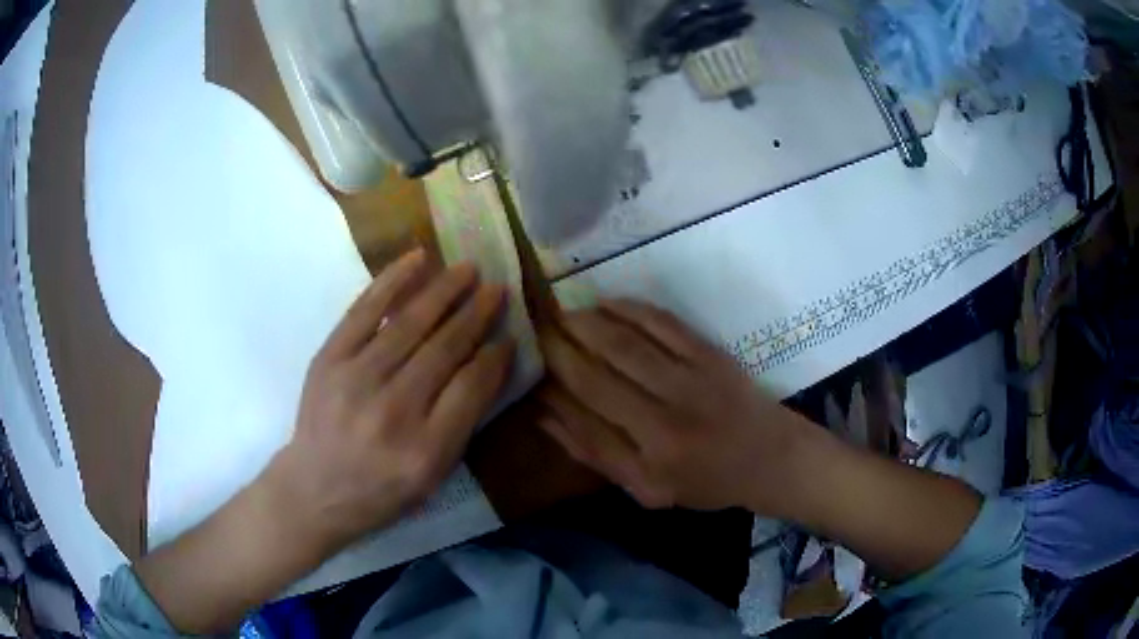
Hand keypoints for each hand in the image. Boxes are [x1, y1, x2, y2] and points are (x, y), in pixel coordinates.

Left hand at [271, 249, 514, 554]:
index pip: (471, 388)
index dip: (494, 357)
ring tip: (468, 269)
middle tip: (498, 289)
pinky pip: (365, 310)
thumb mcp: (432, 476)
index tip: (510, 335)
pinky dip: (393, 281)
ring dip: (444, 291)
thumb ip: (462, 423)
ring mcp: (356, 380)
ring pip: (409, 323)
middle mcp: (393, 411)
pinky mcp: (329, 358)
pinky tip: (418, 259)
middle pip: (443, 349)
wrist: (315, 488)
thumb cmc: (381, 490)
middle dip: (476, 314)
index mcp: (426, 450)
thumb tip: (487, 363)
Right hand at [538, 300, 811, 514]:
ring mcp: (691, 380)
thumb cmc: (707, 481)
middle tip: (532, 328)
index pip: (584, 417)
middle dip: (559, 348)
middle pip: (597, 375)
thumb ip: (596, 454)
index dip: (551, 389)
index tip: (528, 367)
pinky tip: (604, 302)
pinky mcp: (710, 353)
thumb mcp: (647, 489)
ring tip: (558, 312)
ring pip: (624, 343)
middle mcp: (667, 418)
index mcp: (650, 458)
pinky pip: (661, 323)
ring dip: (585, 323)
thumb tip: (545, 416)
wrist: (770, 457)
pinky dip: (628, 308)